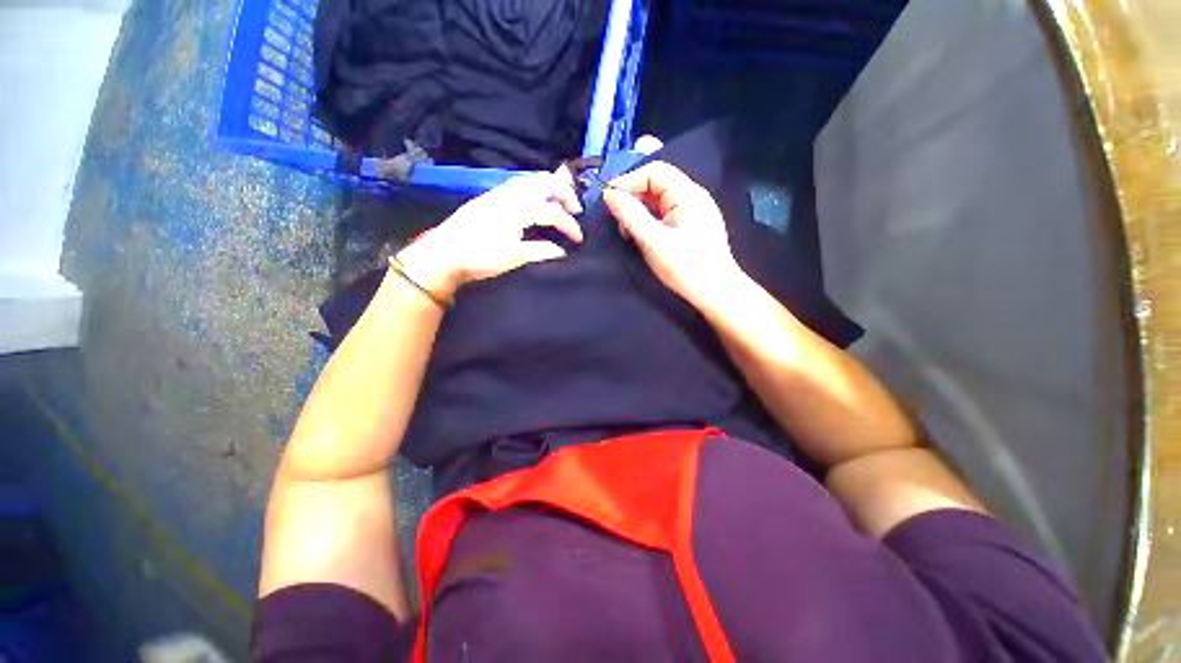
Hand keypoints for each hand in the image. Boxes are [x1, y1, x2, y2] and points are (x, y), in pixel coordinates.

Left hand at [396, 172, 583, 299]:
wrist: (444, 253)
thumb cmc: (481, 257)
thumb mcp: (515, 257)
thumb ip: (542, 251)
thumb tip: (562, 251)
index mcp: (519, 209)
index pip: (554, 212)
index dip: (571, 226)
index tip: (579, 240)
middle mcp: (511, 193)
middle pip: (546, 182)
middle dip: (566, 194)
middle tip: (575, 211)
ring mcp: (499, 192)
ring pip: (532, 180)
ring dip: (550, 189)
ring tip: (559, 205)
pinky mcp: (490, 196)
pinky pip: (520, 184)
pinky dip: (536, 190)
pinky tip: (536, 203)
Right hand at [602, 162, 742, 309]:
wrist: (715, 292)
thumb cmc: (685, 267)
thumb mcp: (653, 241)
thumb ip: (630, 216)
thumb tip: (609, 194)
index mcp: (688, 194)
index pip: (654, 171)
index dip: (629, 180)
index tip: (609, 199)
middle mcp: (693, 196)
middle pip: (657, 184)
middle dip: (633, 197)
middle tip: (616, 218)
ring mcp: (694, 211)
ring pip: (659, 200)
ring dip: (639, 210)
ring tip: (627, 231)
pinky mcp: (691, 226)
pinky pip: (665, 214)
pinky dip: (649, 220)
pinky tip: (641, 235)